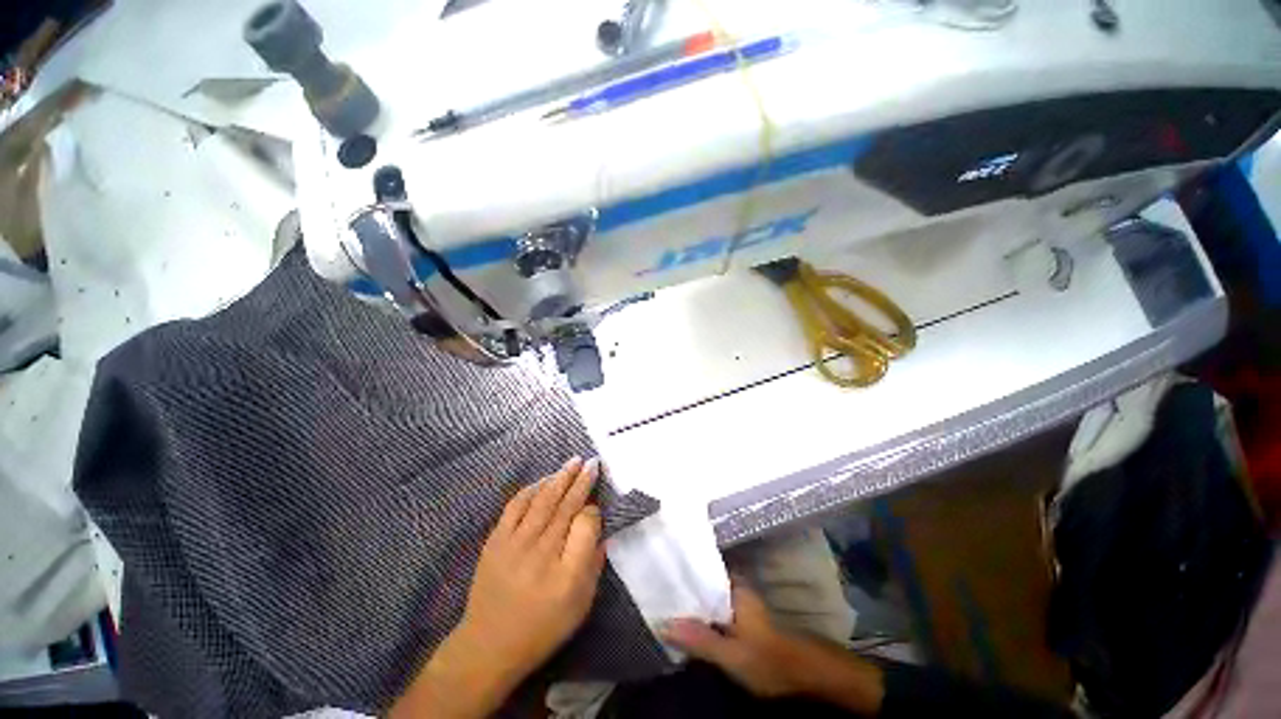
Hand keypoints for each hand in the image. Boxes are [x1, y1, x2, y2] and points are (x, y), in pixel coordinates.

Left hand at [392, 457, 605, 718]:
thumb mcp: (580, 605)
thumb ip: (594, 564)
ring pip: (543, 500)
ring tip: (574, 462)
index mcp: (567, 573)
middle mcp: (542, 552)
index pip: (586, 524)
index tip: (596, 503)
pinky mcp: (496, 540)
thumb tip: (600, 531)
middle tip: (592, 462)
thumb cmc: (542, 627)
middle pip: (566, 505)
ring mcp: (516, 543)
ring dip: (560, 477)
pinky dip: (532, 489)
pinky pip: (516, 506)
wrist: (489, 646)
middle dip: (582, 481)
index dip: (593, 509)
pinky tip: (544, 480)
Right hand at [662, 582, 810, 696]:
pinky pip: (712, 609)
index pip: (700, 569)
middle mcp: (735, 588)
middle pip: (701, 582)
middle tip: (653, 588)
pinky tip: (684, 621)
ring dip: (689, 601)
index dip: (679, 570)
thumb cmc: (768, 659)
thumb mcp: (731, 654)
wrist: (803, 675)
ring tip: (662, 601)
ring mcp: (737, 602)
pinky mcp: (739, 618)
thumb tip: (662, 624)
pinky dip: (699, 613)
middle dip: (681, 586)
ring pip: (706, 596)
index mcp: (733, 587)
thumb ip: (700, 639)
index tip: (657, 571)